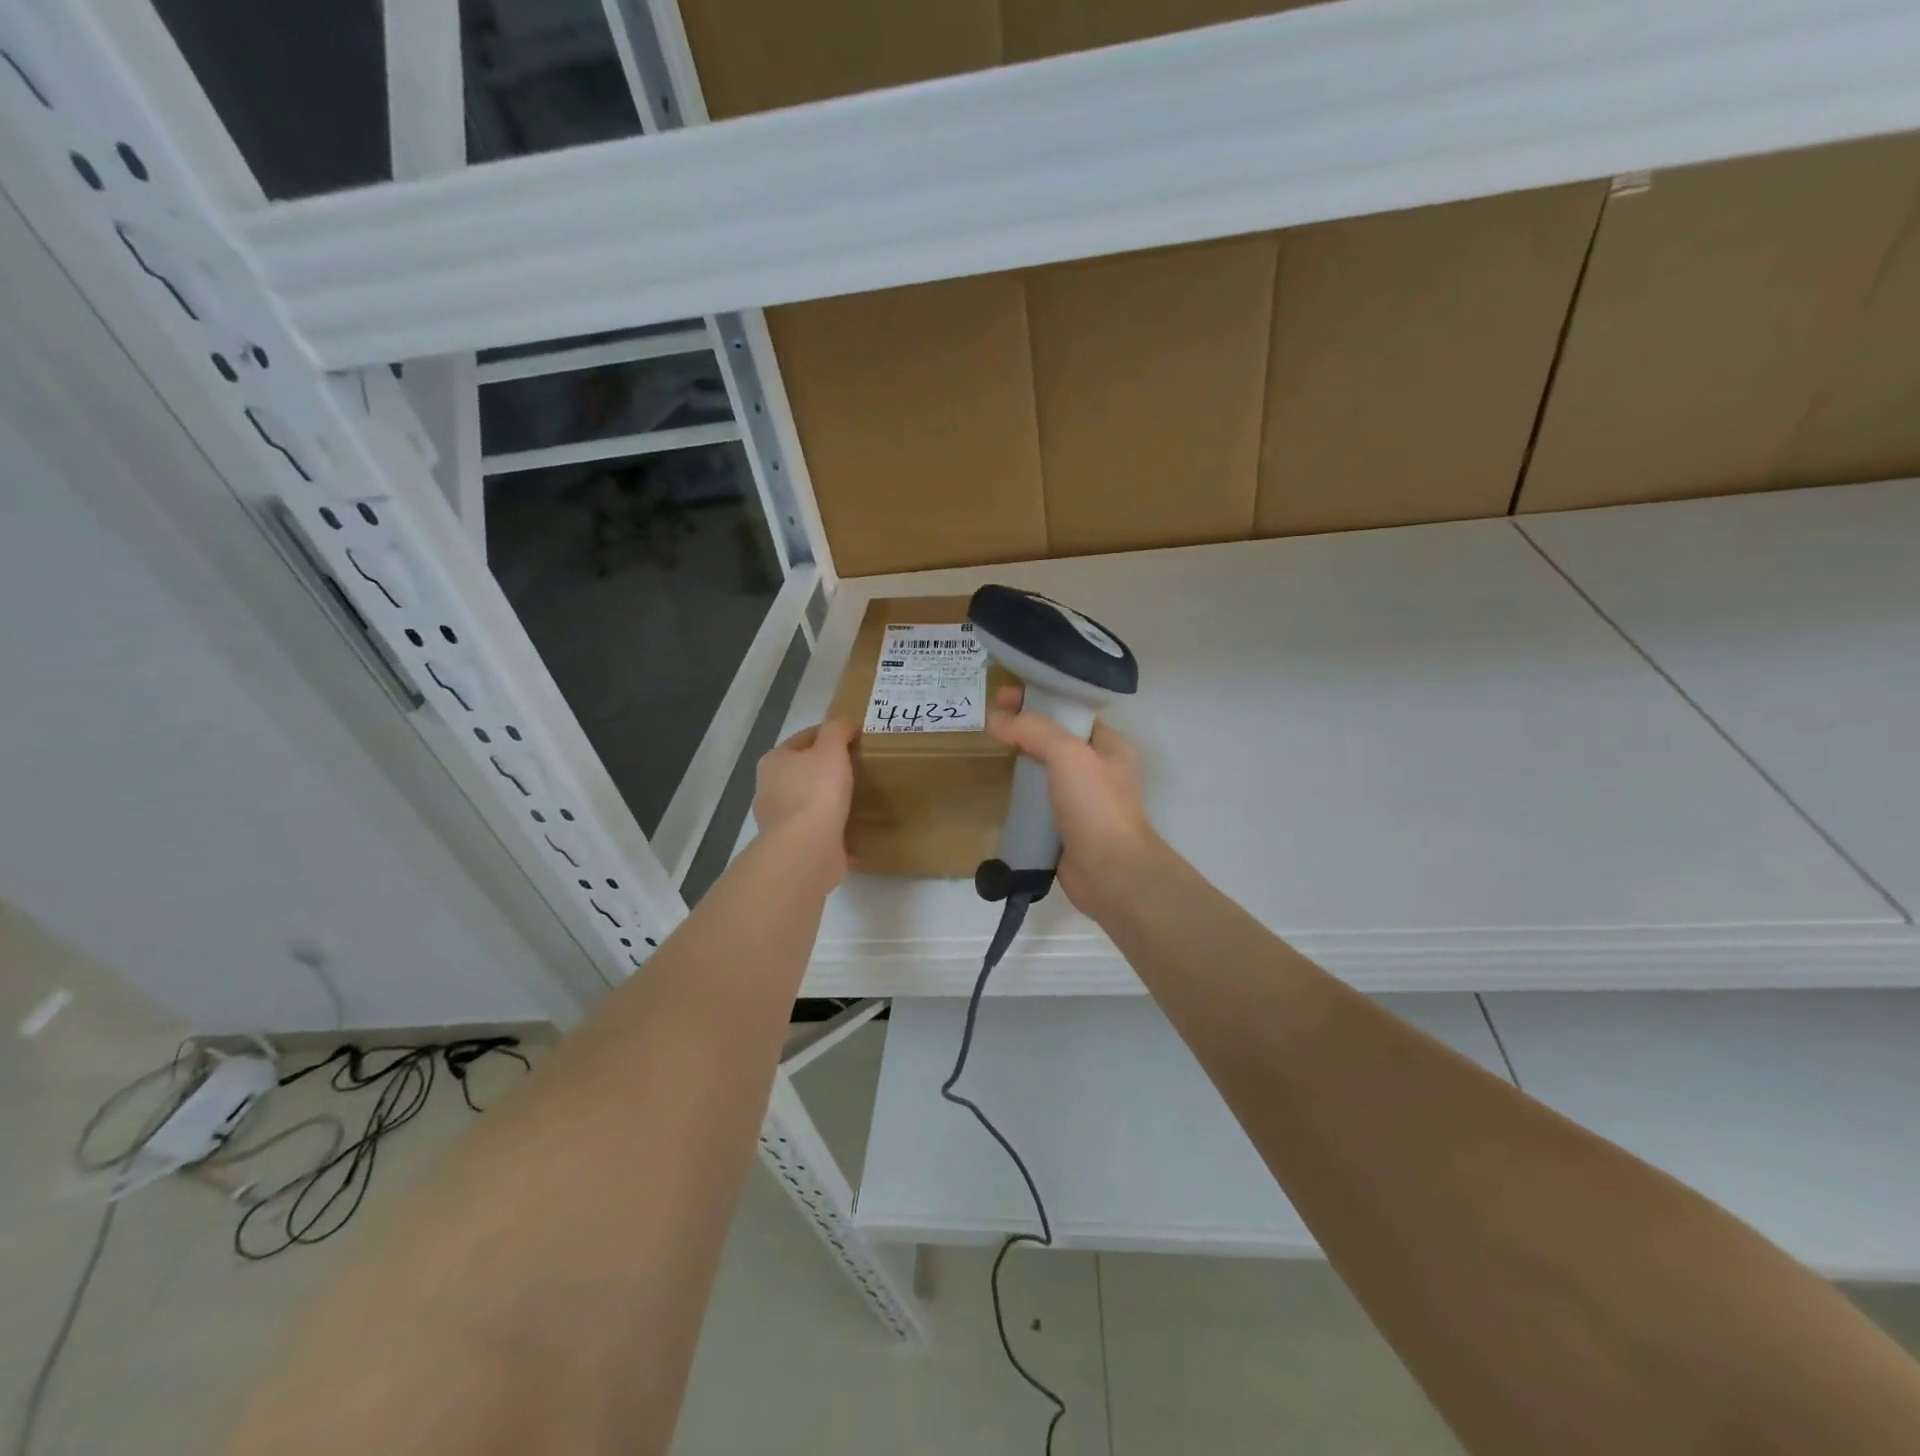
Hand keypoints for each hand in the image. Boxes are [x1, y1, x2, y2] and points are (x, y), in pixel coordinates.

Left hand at [753, 720, 854, 885]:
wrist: (807, 849)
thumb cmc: (817, 792)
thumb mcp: (831, 750)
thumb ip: (837, 731)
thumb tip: (845, 723)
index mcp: (774, 762)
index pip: (804, 738)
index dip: (829, 734)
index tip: (854, 738)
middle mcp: (770, 789)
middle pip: (803, 771)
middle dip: (826, 769)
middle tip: (857, 767)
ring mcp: (779, 821)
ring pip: (809, 801)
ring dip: (828, 800)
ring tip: (857, 798)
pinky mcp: (794, 846)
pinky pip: (818, 830)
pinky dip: (832, 828)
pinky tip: (853, 828)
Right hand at [986, 686, 1166, 918]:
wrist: (1111, 872)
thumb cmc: (1096, 806)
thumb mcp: (1068, 754)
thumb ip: (1033, 731)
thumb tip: (997, 720)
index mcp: (1108, 745)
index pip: (1070, 710)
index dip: (1038, 698)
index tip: (1003, 695)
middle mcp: (1097, 769)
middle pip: (1054, 738)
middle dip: (1023, 727)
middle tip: (988, 719)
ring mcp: (1080, 801)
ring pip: (1044, 771)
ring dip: (1019, 760)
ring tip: (988, 749)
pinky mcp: (1064, 828)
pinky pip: (1037, 803)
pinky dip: (1019, 795)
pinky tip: (998, 790)